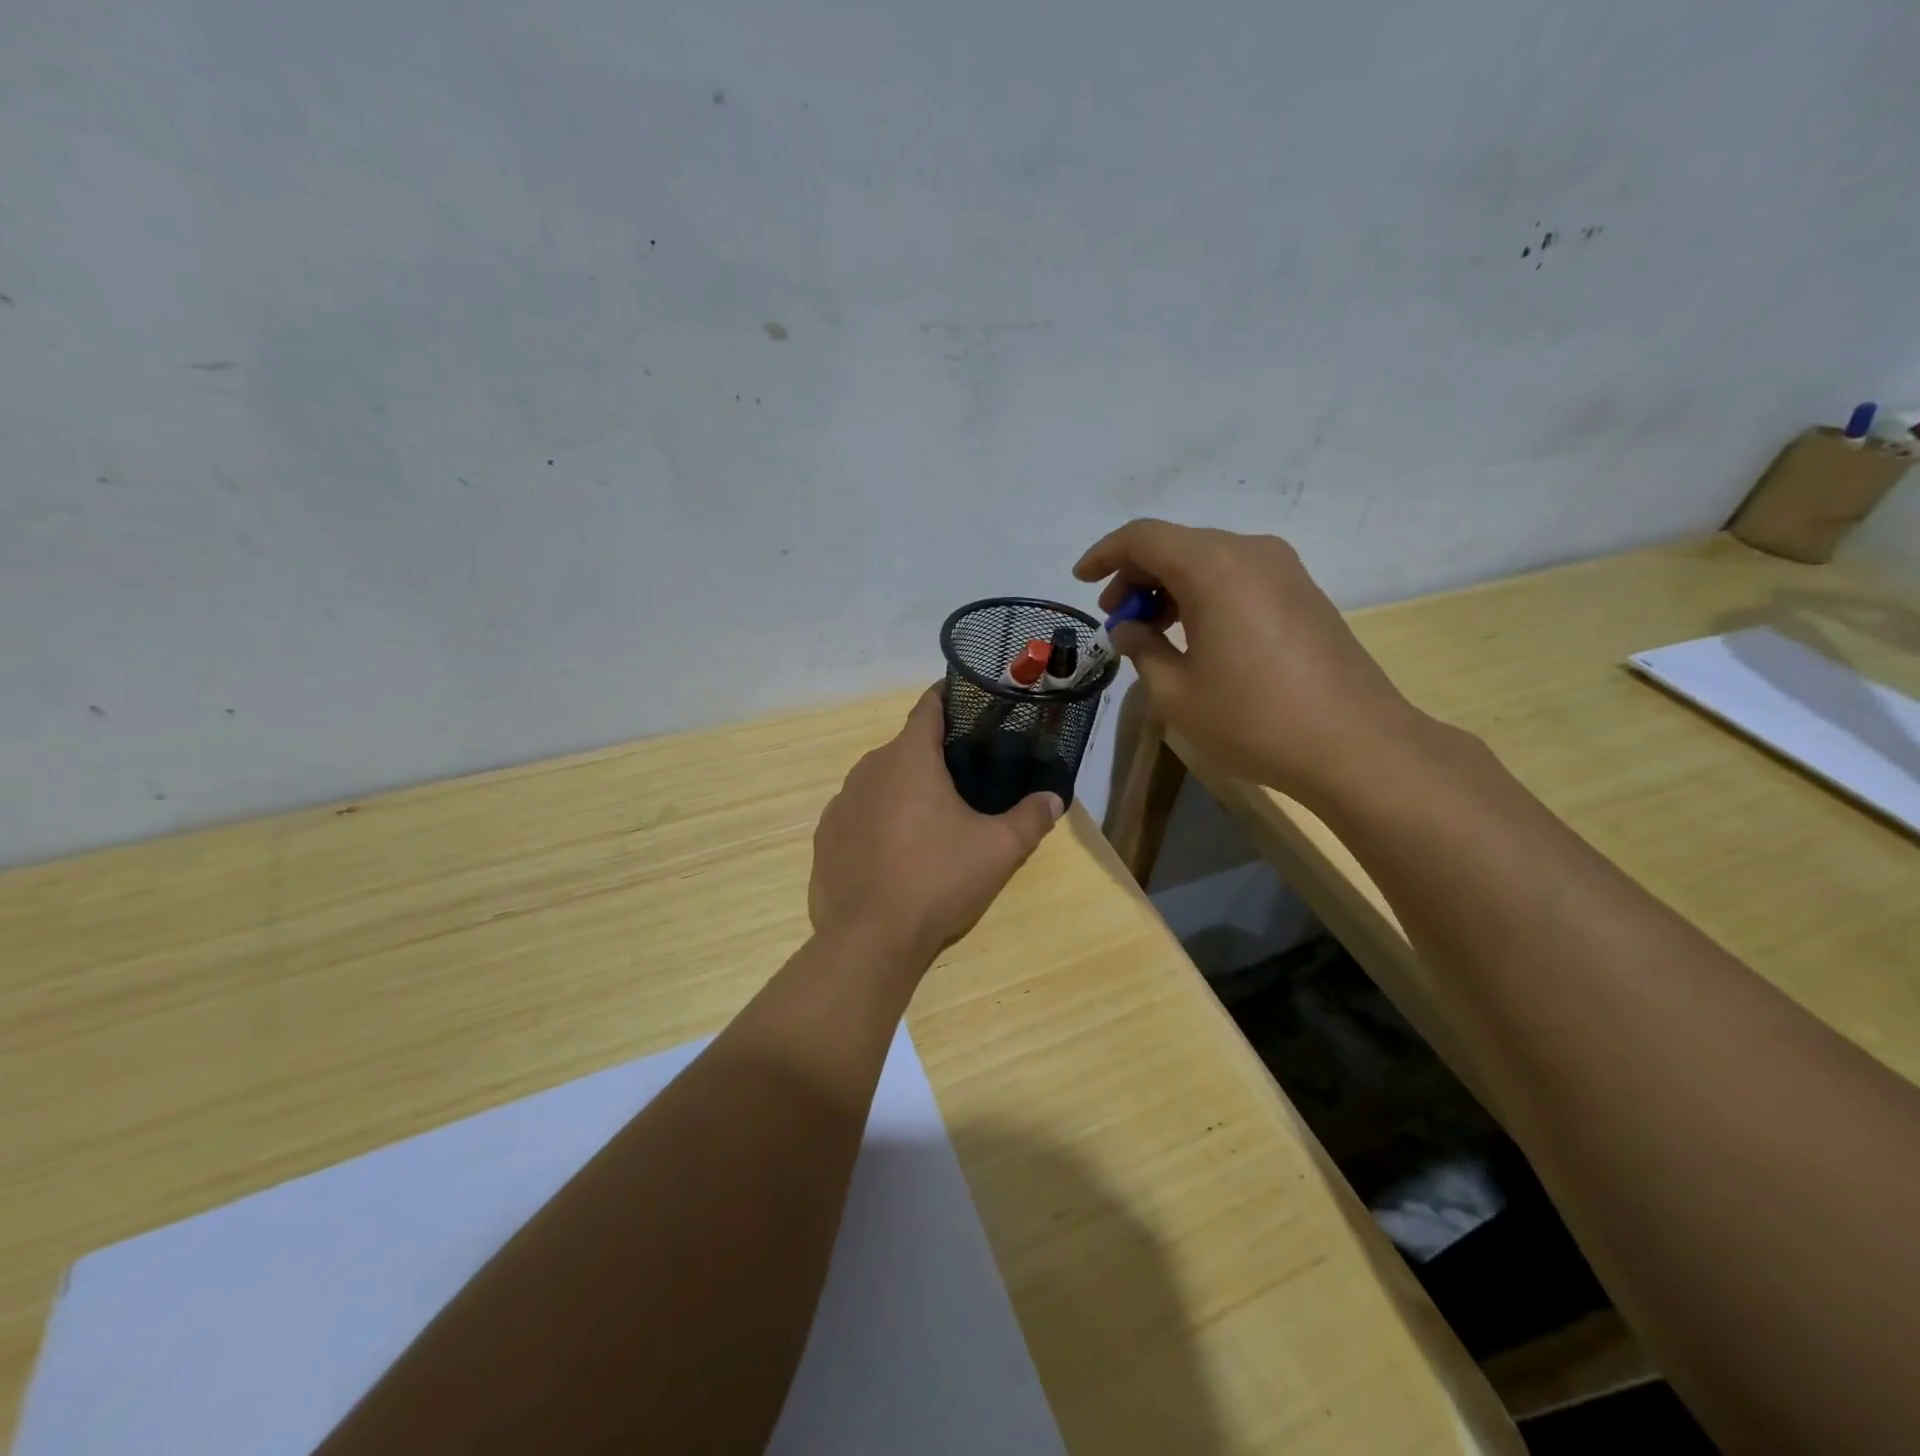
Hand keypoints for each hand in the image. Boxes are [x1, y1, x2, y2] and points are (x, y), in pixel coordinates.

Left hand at [809, 686, 1063, 965]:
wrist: (870, 939)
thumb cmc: (938, 880)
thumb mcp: (998, 851)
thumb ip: (1030, 819)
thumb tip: (1053, 799)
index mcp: (908, 758)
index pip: (928, 707)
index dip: (949, 698)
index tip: (968, 700)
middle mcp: (868, 769)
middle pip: (905, 748)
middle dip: (932, 757)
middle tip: (964, 779)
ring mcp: (840, 803)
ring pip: (879, 782)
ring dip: (903, 791)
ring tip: (930, 820)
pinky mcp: (825, 837)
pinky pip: (857, 815)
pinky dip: (877, 821)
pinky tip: (894, 852)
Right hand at [1074, 519, 1429, 806]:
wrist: (1356, 745)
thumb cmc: (1254, 720)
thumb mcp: (1177, 693)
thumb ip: (1142, 650)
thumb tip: (1130, 629)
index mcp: (1214, 567)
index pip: (1144, 537)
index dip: (1105, 554)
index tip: (1081, 580)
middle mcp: (1251, 553)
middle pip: (1178, 544)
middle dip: (1137, 575)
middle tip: (1115, 617)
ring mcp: (1285, 570)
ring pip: (1209, 559)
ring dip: (1171, 586)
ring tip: (1150, 630)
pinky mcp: (1304, 593)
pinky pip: (1238, 576)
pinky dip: (1204, 594)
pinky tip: (1194, 634)